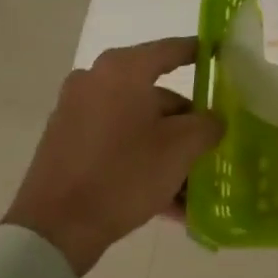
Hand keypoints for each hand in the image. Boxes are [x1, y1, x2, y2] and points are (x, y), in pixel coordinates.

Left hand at [3, 36, 224, 276]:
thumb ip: (208, 124)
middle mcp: (95, 81)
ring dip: (167, 147)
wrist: (55, 228)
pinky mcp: (66, 144)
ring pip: (138, 123)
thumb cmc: (125, 173)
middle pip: (156, 94)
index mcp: (123, 71)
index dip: (200, 52)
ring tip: (193, 182)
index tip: (221, 55)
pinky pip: (117, 143)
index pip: (172, 50)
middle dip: (186, 122)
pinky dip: (142, 159)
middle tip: (212, 143)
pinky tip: (168, 197)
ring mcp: (76, 113)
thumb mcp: (182, 147)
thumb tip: (213, 119)